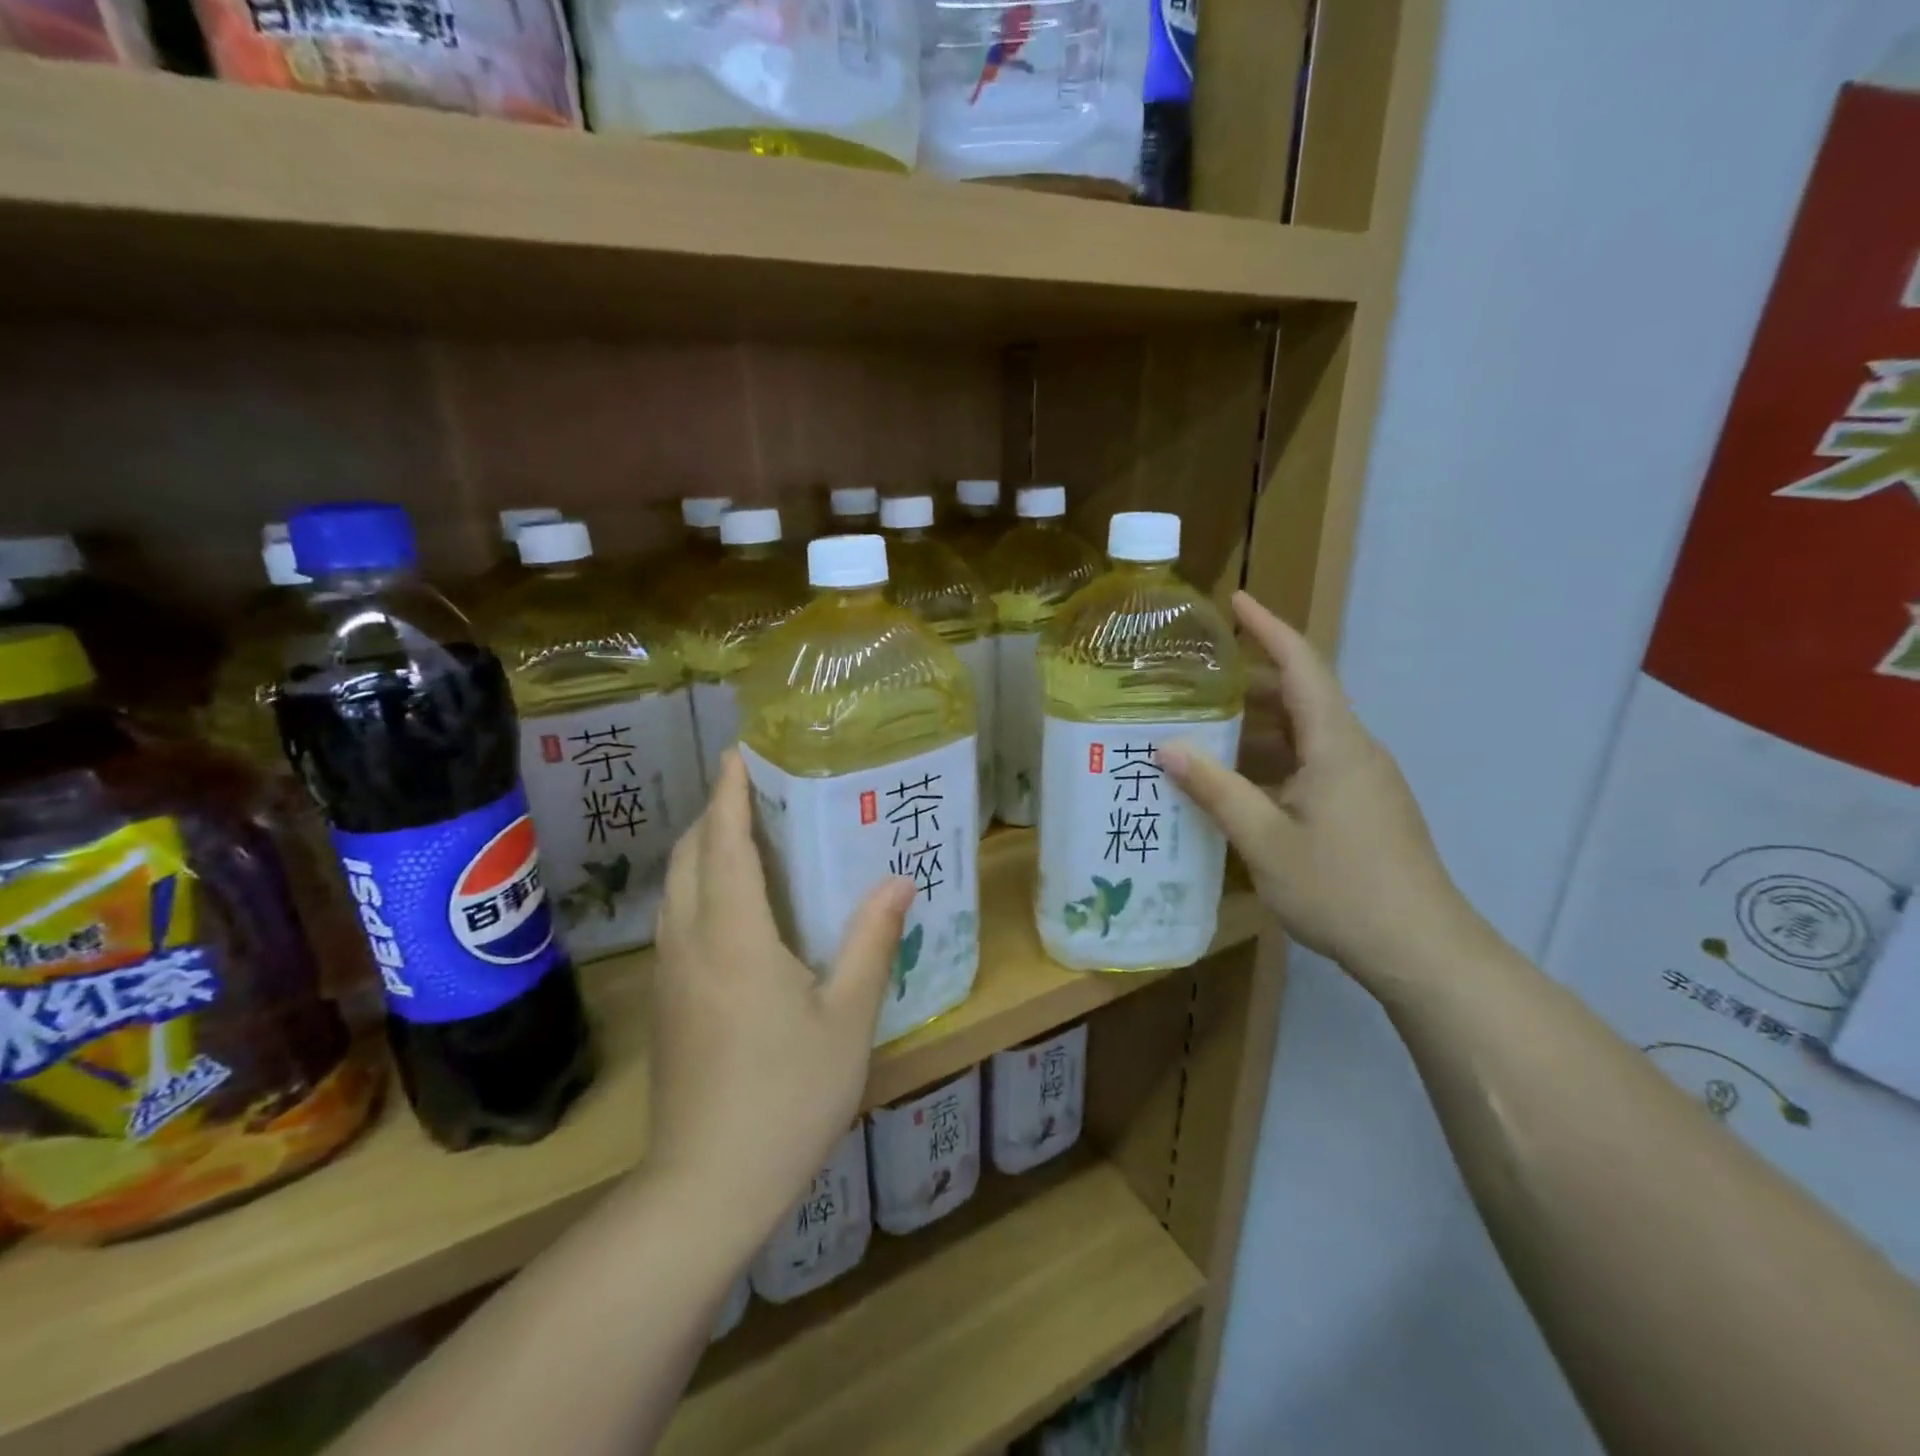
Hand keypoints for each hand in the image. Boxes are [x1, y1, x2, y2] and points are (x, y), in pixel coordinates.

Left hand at [646, 751, 912, 1239]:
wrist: (707, 1186)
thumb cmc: (787, 1096)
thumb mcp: (847, 1018)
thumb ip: (871, 942)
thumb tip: (898, 881)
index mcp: (734, 936)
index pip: (724, 843)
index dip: (730, 794)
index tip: (739, 755)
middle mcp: (690, 942)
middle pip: (689, 856)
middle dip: (714, 814)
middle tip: (754, 791)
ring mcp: (669, 973)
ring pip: (676, 888)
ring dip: (703, 849)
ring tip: (745, 835)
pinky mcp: (666, 1001)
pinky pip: (676, 919)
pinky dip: (698, 886)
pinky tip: (733, 904)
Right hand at [1158, 592, 1484, 988]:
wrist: (1422, 951)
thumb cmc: (1341, 888)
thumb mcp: (1265, 839)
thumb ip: (1216, 789)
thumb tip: (1167, 747)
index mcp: (1337, 745)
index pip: (1302, 666)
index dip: (1269, 629)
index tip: (1236, 601)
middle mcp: (1354, 751)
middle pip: (1303, 697)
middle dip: (1252, 682)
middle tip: (1197, 680)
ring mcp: (1364, 782)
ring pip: (1306, 736)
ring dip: (1259, 729)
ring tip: (1205, 732)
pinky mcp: (1364, 809)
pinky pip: (1313, 766)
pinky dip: (1274, 762)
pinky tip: (1239, 786)